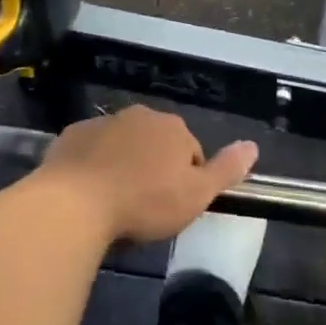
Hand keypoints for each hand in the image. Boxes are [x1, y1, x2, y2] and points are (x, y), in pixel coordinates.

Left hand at [39, 106, 257, 243]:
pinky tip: (87, 194)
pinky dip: (92, 166)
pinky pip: (90, 151)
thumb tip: (253, 146)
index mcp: (173, 128)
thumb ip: (225, 170)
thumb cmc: (144, 202)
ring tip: (114, 205)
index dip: (185, 181)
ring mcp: (103, 123)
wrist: (75, 203)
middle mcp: (140, 116)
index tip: (173, 208)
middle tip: (144, 208)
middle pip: (155, 144)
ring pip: (122, 145)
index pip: (190, 152)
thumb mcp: (195, 195)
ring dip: (123, 166)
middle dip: (153, 169)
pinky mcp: (72, 136)